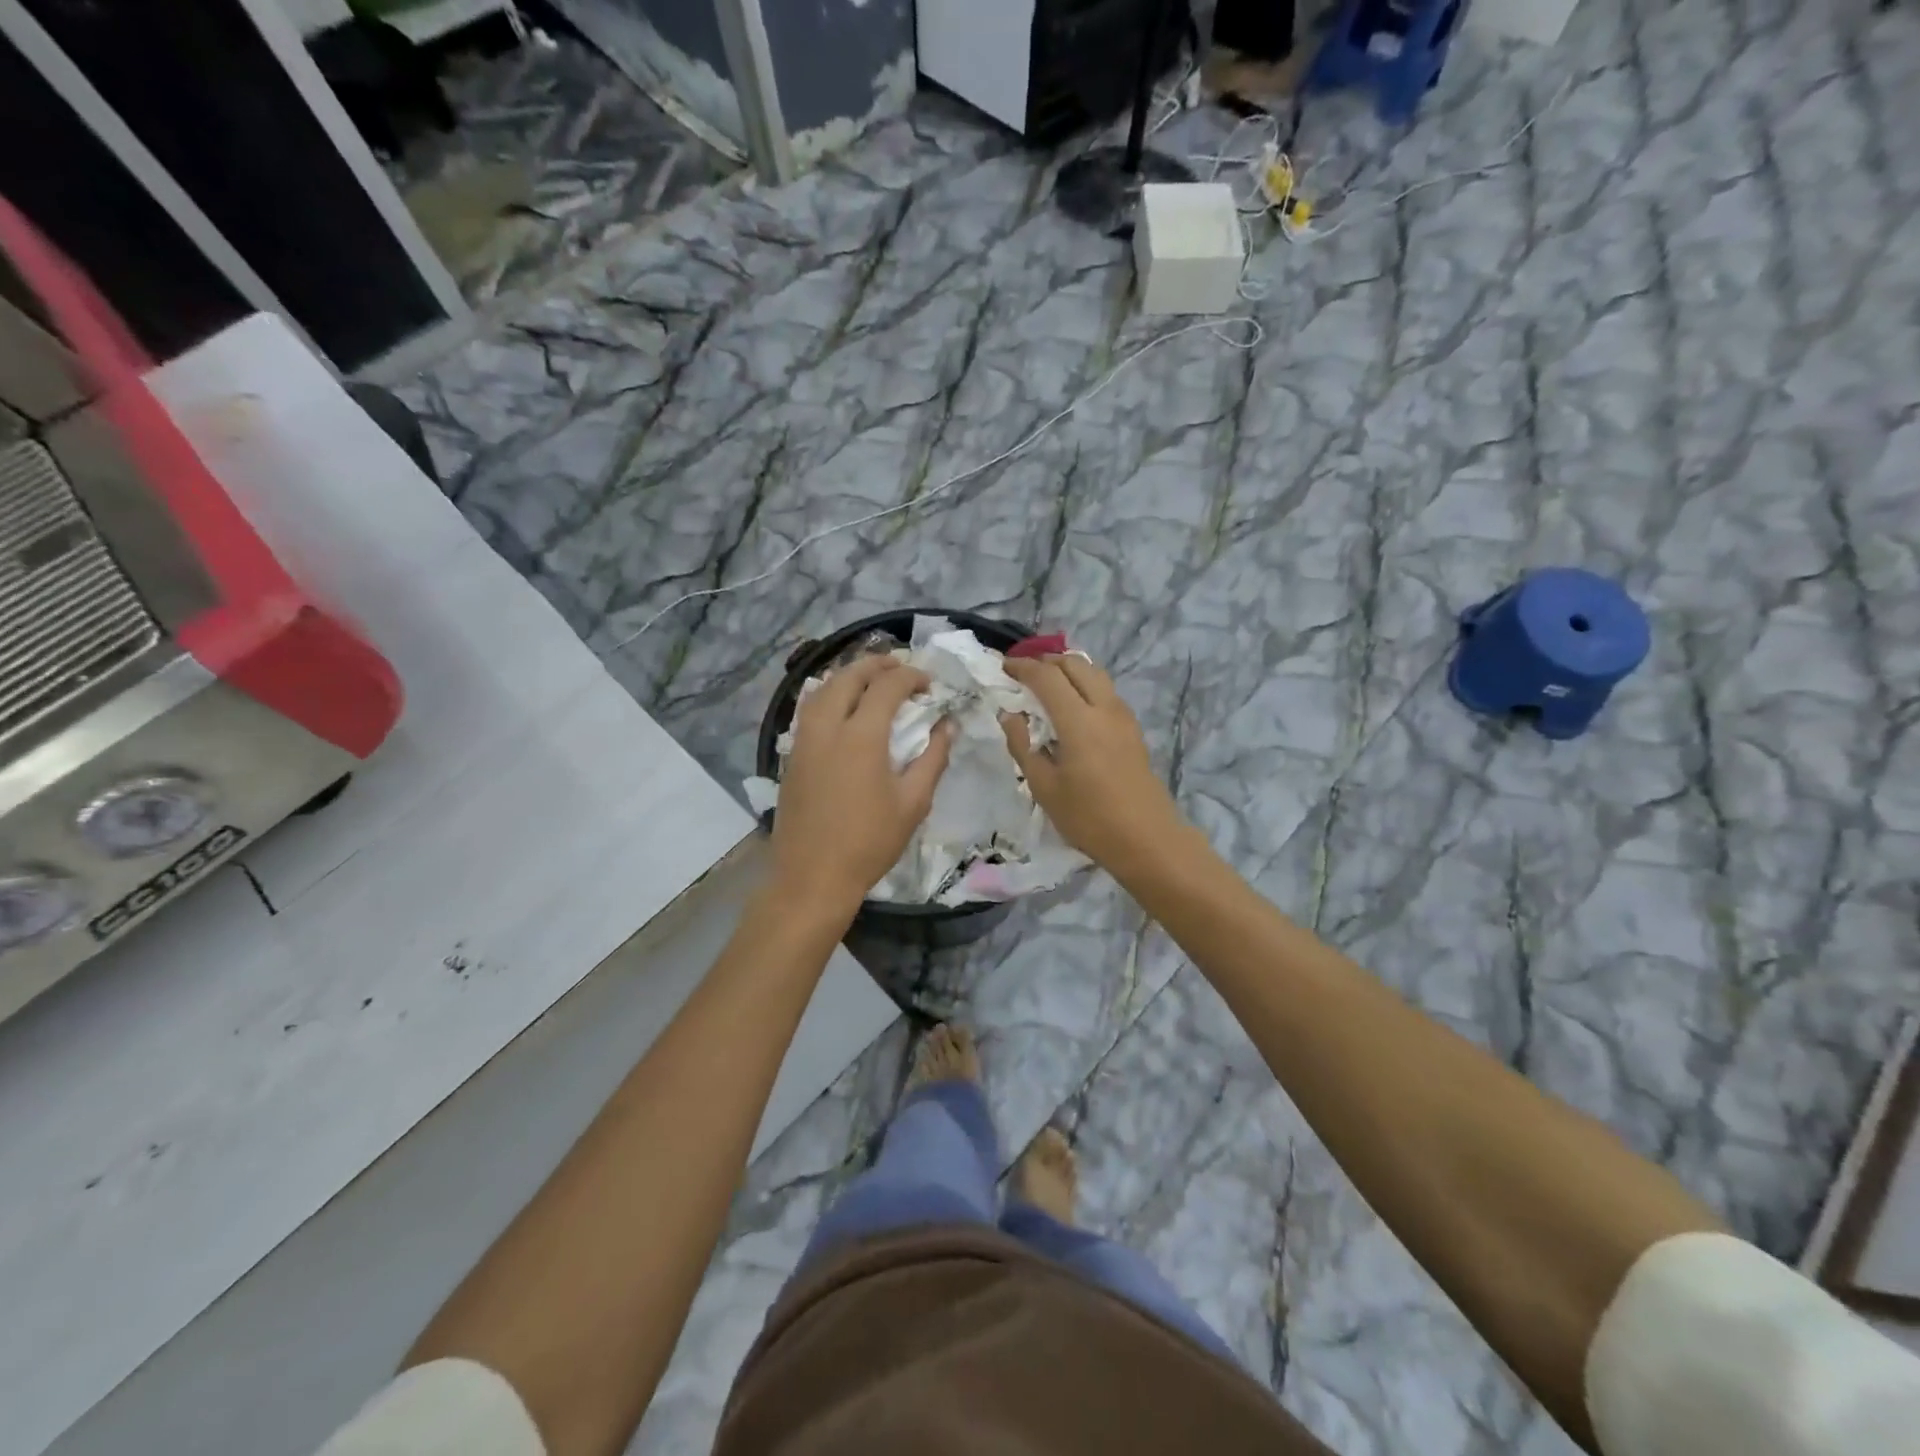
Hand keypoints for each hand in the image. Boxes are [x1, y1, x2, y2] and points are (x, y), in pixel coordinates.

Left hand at [769, 655, 952, 919]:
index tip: (929, 684)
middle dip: (876, 664)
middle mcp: (827, 727)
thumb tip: (948, 726)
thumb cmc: (869, 843)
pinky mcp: (791, 755)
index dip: (910, 676)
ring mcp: (803, 740)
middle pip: (848, 676)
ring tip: (871, 681)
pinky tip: (843, 708)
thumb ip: (933, 758)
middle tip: (900, 668)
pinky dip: (829, 694)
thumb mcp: (913, 803)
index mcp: (861, 736)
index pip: (887, 686)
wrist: (812, 877)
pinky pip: (809, 708)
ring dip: (849, 675)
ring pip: (822, 688)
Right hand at [1001, 654, 1186, 876]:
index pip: (1047, 677)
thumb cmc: (1089, 817)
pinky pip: (1106, 691)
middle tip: (1024, 672)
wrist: (1147, 839)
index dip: (1023, 667)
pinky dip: (1085, 685)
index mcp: (1078, 720)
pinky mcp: (1133, 729)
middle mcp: (1104, 708)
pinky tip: (1073, 706)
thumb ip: (1023, 746)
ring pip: (1095, 674)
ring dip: (1069, 670)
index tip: (1004, 667)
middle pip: (1075, 664)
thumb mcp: (1044, 787)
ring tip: (1047, 684)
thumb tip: (1009, 716)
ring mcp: (1123, 717)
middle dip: (1047, 661)